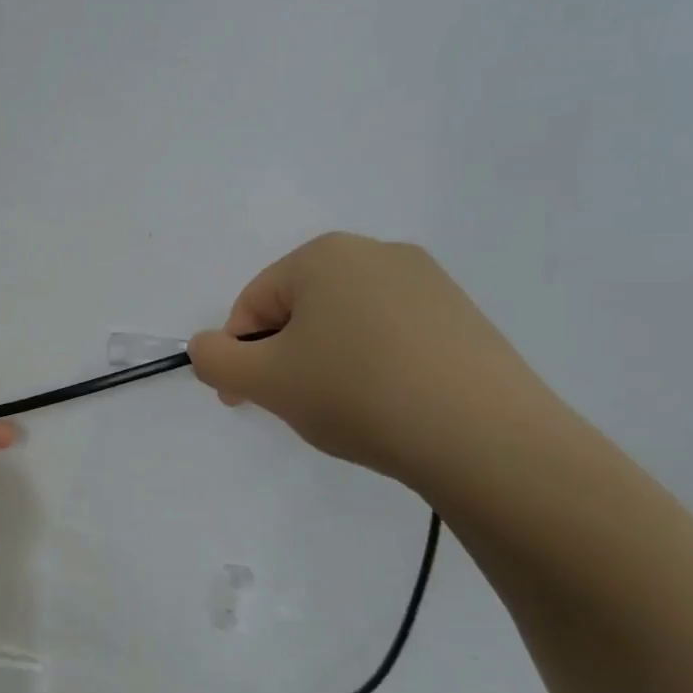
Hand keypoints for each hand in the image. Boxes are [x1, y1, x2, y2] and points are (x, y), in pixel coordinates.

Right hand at [189, 232, 558, 488]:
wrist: (484, 438)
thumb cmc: (356, 393)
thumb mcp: (263, 381)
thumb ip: (214, 359)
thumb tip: (207, 347)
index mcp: (324, 255)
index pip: (253, 304)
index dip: (238, 355)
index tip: (244, 401)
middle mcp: (378, 253)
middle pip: (300, 310)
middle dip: (284, 358)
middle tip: (294, 407)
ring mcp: (429, 284)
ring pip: (345, 325)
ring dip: (325, 364)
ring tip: (343, 411)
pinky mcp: (463, 318)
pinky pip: (391, 338)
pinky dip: (373, 367)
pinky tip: (387, 405)